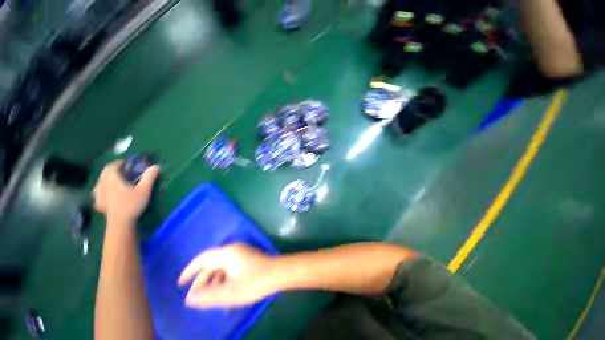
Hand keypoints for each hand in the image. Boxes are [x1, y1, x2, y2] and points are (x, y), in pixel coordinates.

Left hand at [93, 160, 159, 222]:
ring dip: (106, 179)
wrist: (120, 222)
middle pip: (105, 173)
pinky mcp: (98, 203)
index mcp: (113, 179)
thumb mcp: (144, 190)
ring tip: (114, 181)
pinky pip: (97, 192)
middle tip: (122, 172)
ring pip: (99, 182)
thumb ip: (149, 177)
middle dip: (112, 170)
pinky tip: (107, 194)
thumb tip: (156, 166)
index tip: (126, 164)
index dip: (118, 163)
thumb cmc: (132, 203)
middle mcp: (103, 184)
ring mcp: (98, 194)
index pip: (112, 166)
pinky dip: (102, 189)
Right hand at [178, 243, 280, 308]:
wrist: (278, 273)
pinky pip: (229, 266)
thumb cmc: (254, 282)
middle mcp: (233, 249)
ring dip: (212, 279)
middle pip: (212, 262)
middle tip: (194, 296)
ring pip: (221, 265)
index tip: (180, 283)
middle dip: (201, 279)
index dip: (190, 270)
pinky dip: (223, 277)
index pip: (203, 258)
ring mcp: (241, 252)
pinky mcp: (247, 257)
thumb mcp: (229, 292)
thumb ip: (208, 295)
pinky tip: (223, 290)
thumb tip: (189, 297)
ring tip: (207, 296)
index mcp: (227, 253)